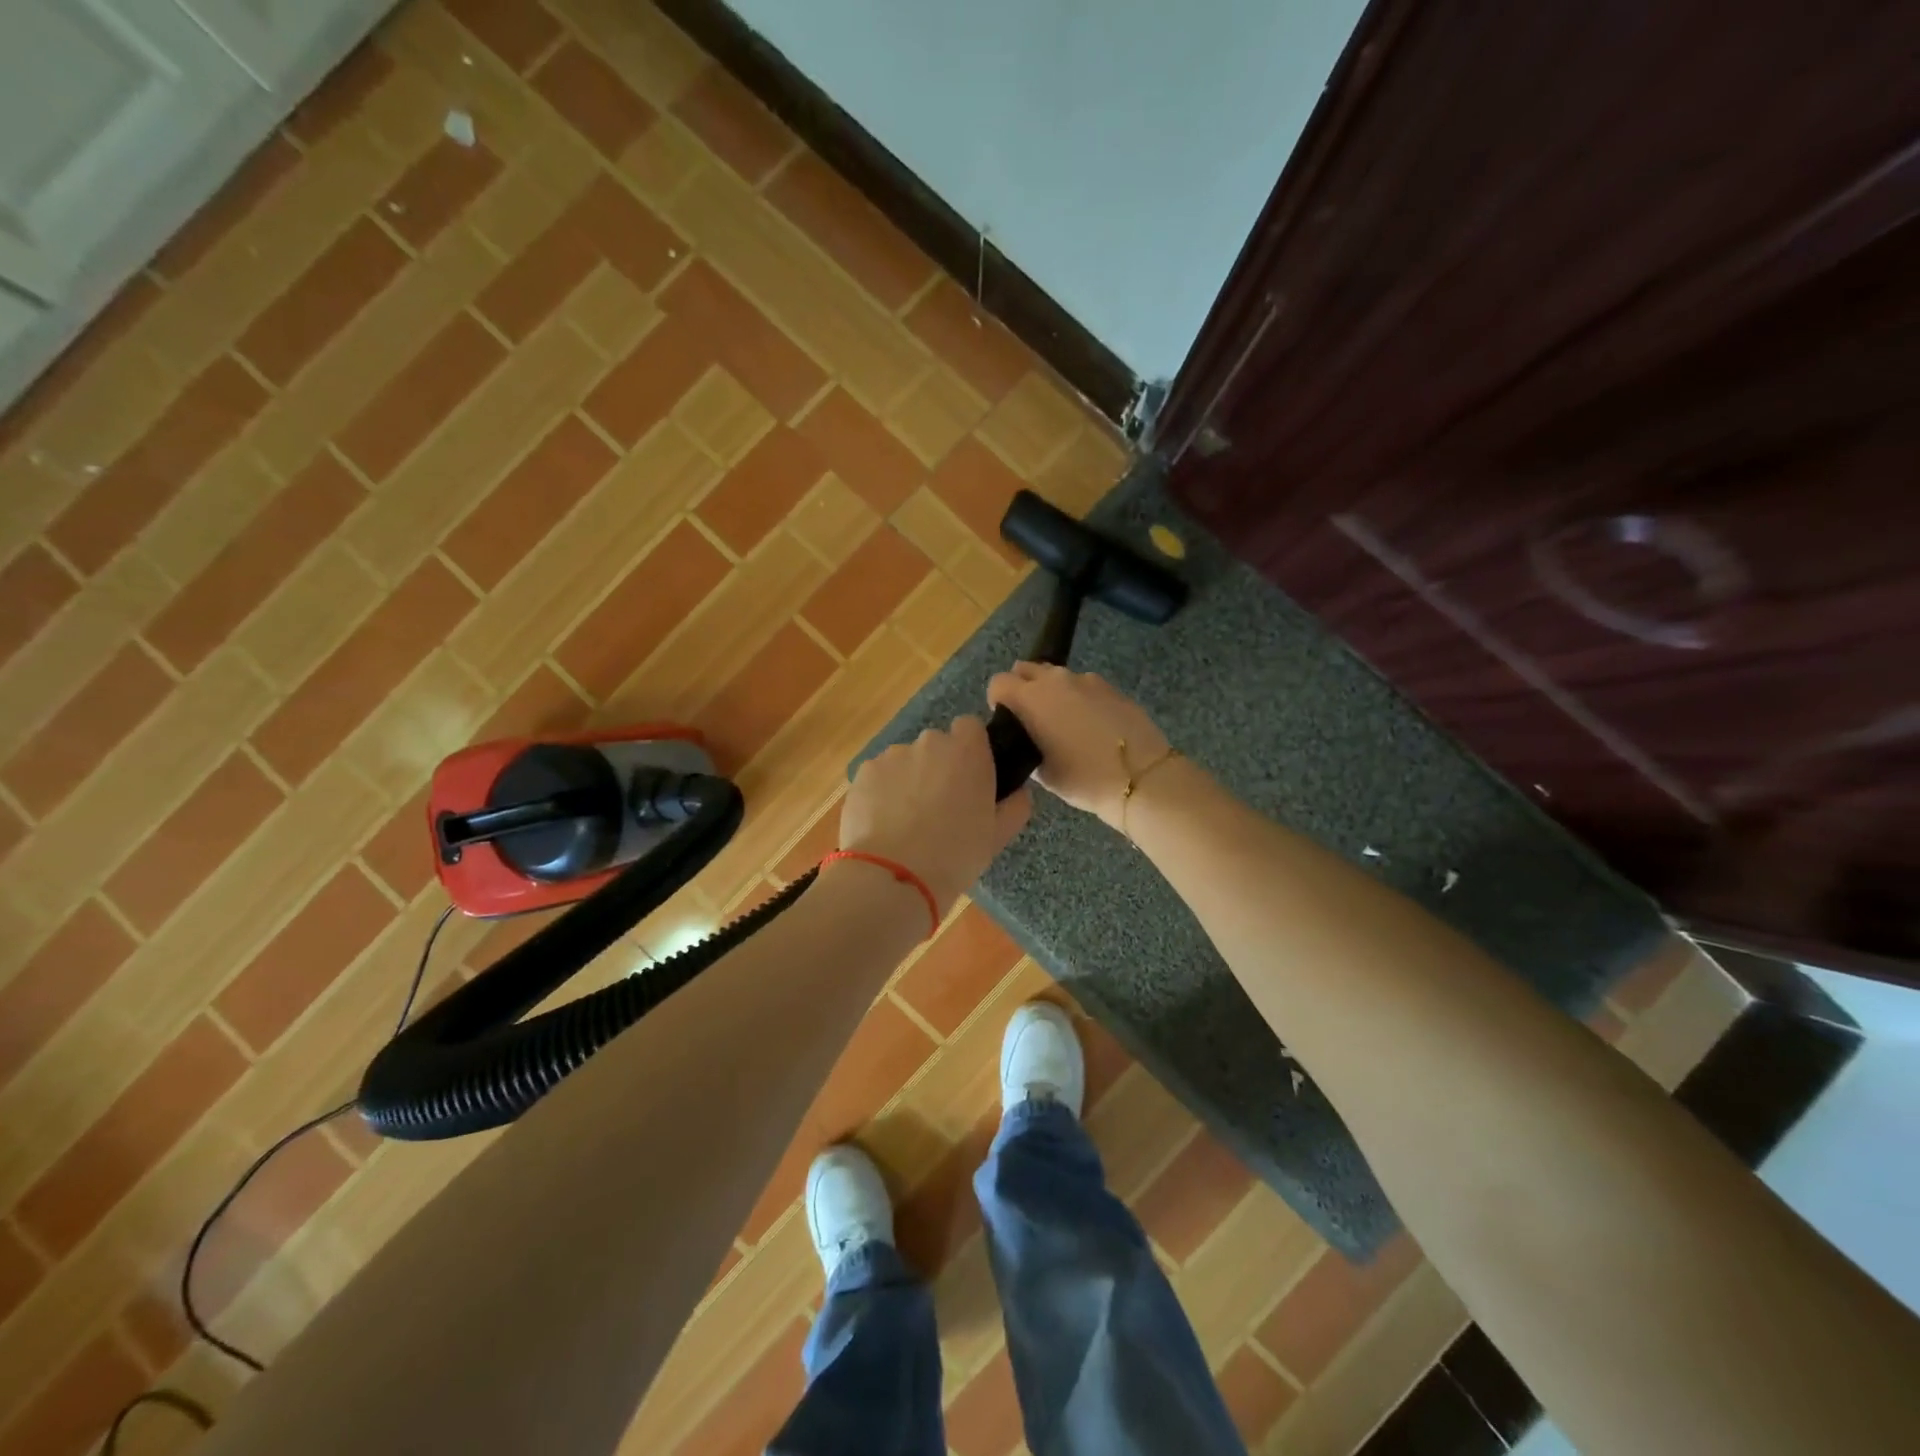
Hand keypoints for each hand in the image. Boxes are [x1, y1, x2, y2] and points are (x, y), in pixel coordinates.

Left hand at [840, 717, 1031, 913]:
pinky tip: (883, 824)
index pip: (970, 727)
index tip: (969, 777)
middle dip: (937, 767)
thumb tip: (1019, 792)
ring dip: (908, 780)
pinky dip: (881, 793)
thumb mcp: (997, 836)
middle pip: (935, 745)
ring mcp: (891, 756)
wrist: (894, 876)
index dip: (969, 749)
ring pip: (904, 761)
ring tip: (906, 821)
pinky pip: (878, 777)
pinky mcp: (862, 773)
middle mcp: (929, 743)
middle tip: (939, 806)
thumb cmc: (956, 855)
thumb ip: (1014, 806)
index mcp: (967, 752)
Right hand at [986, 664, 1170, 827]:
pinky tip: (1090, 725)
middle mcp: (1056, 680)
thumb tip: (1027, 737)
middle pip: (1026, 669)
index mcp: (1031, 698)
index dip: (997, 700)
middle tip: (1030, 719)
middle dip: (1021, 687)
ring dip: (1051, 692)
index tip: (1006, 721)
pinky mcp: (1112, 688)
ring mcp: (1087, 680)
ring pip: (1056, 676)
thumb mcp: (1043, 773)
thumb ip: (1026, 746)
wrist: (1141, 777)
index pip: (998, 682)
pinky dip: (1079, 699)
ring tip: (1062, 723)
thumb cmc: (1083, 778)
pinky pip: (1084, 686)